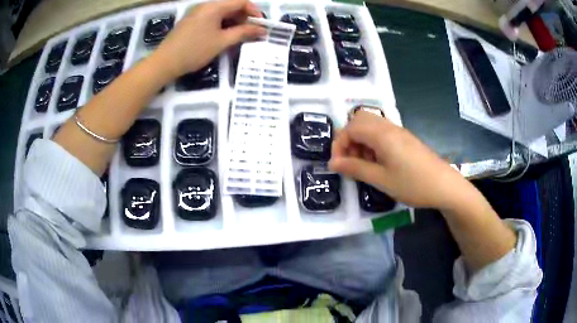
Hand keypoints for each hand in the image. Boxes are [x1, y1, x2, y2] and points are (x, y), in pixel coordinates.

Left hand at [152, 0, 264, 78]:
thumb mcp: (222, 42)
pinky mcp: (191, 21)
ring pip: (221, 12)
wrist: (165, 62)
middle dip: (244, 17)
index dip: (254, 11)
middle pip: (231, 5)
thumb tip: (262, 30)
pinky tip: (223, 36)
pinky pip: (212, 17)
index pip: (241, 1)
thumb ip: (243, 33)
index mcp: (214, 6)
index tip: (260, 25)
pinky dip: (221, 24)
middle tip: (250, 33)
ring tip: (238, 36)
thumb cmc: (195, 50)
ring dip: (233, 22)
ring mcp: (197, 13)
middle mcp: (206, 5)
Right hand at [329, 111, 469, 209]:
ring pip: (371, 126)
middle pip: (360, 120)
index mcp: (381, 134)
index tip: (338, 165)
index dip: (339, 144)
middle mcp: (389, 127)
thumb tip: (332, 164)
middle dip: (349, 139)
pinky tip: (378, 163)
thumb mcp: (381, 179)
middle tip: (350, 160)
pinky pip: (382, 133)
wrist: (444, 186)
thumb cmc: (413, 184)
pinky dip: (373, 144)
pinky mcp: (405, 139)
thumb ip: (355, 169)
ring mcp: (398, 132)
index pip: (350, 128)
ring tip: (364, 165)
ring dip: (361, 142)